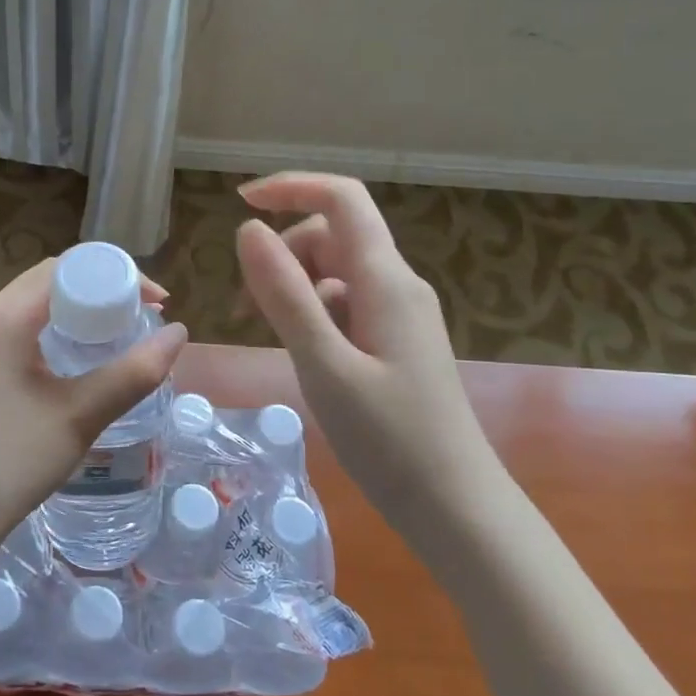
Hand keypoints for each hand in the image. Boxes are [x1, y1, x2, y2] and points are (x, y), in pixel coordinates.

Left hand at [0, 257, 187, 578]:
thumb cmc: (8, 462)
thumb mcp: (79, 416)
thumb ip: (133, 372)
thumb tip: (179, 333)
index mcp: (6, 314)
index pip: (69, 267)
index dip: (118, 277)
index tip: (156, 304)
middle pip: (51, 281)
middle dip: (101, 292)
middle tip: (142, 320)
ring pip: (34, 306)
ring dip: (78, 313)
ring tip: (118, 339)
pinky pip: (19, 330)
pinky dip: (55, 333)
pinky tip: (76, 364)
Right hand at [234, 172, 500, 519]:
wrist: (456, 508)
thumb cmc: (389, 439)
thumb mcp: (324, 365)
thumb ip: (285, 295)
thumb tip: (246, 230)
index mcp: (385, 280)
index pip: (342, 199)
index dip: (291, 187)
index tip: (240, 202)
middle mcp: (397, 285)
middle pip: (332, 236)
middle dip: (282, 254)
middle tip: (246, 307)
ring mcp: (400, 315)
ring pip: (335, 273)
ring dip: (293, 287)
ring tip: (268, 335)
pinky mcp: (396, 342)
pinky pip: (345, 305)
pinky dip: (313, 315)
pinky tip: (302, 355)